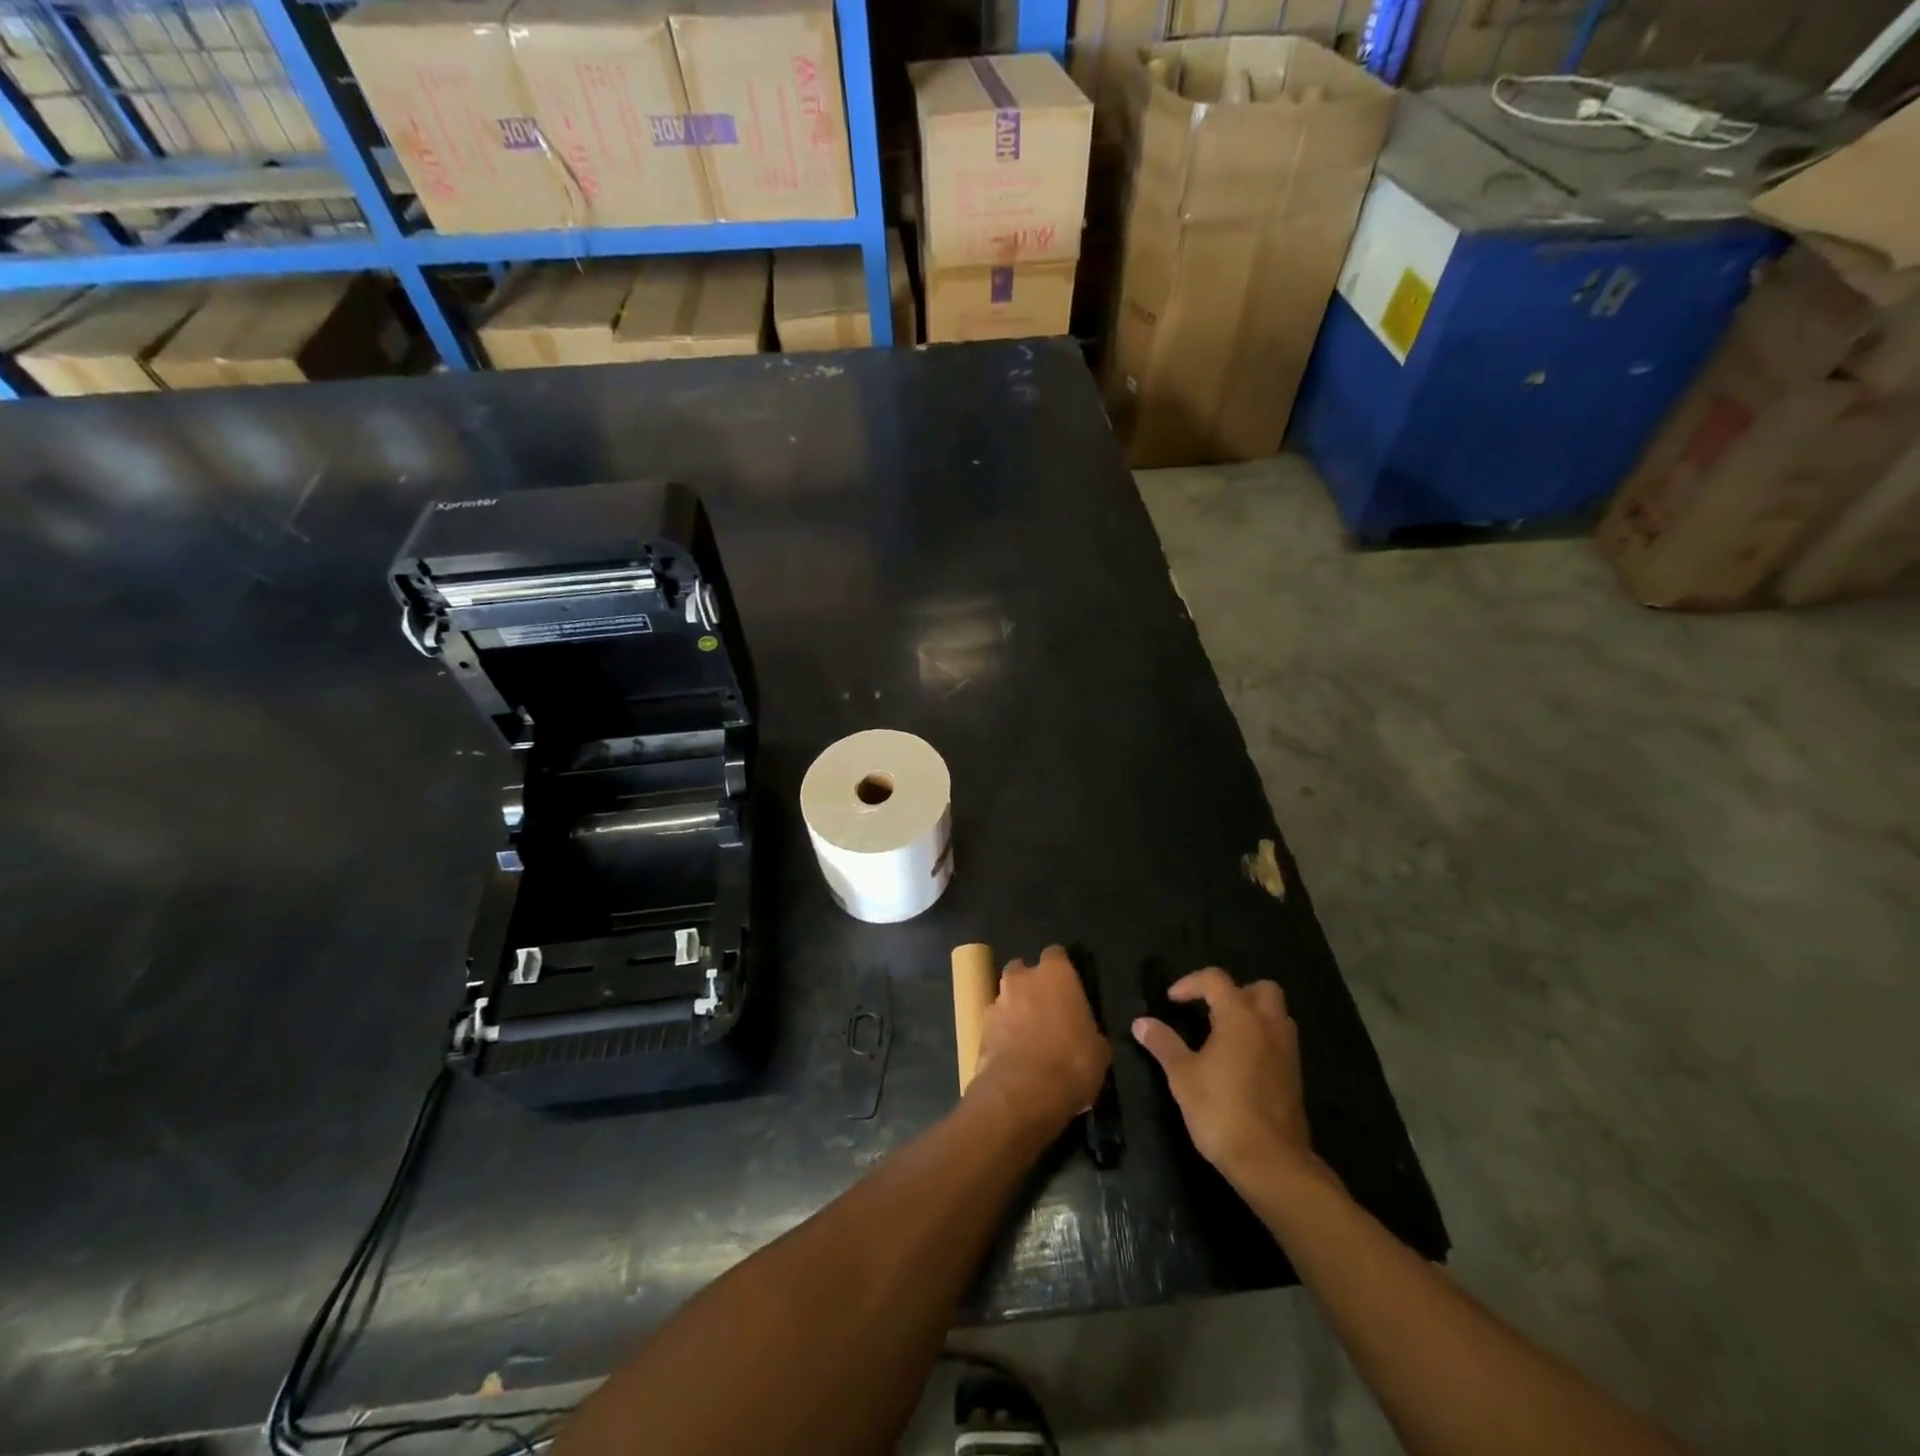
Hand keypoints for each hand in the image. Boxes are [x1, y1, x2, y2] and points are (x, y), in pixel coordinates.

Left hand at [970, 946, 1111, 1135]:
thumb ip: (1090, 1032)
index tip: (1069, 987)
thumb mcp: (1099, 1051)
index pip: (1057, 955)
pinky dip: (1003, 1032)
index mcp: (1056, 974)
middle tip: (1046, 1010)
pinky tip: (1013, 1054)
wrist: (1023, 1091)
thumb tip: (1088, 1038)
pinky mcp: (981, 1027)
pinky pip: (995, 1022)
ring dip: (1015, 1008)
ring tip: (1028, 1036)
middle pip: (1024, 970)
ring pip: (1006, 996)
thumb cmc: (1071, 1062)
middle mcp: (1023, 978)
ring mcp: (998, 1000)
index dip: (1062, 969)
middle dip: (1031, 985)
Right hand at [1132, 969, 1317, 1190]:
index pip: (1216, 979)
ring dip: (1252, 1015)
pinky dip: (1261, 1040)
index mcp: (1239, 1016)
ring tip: (1224, 1034)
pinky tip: (1240, 1063)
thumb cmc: (1221, 1110)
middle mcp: (1268, 1025)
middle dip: (1234, 992)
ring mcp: (1287, 1051)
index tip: (1171, 1001)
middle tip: (1210, 1010)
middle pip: (1260, 988)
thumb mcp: (1182, 1076)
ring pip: (1276, 1014)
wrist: (1271, 1162)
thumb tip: (1141, 1022)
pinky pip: (1279, 1041)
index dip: (1190, 983)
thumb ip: (1163, 1043)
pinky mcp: (1295, 1076)